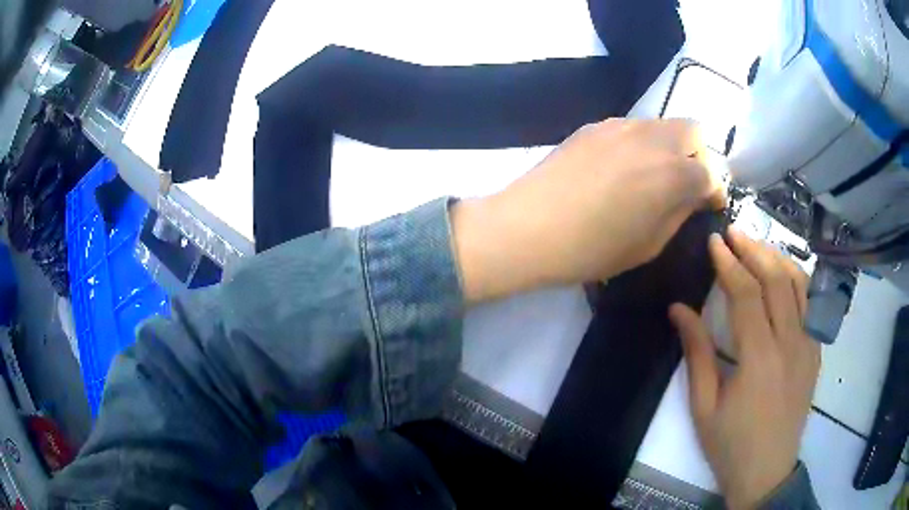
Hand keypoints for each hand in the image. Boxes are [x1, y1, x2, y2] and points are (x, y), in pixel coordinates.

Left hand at [453, 118, 719, 301]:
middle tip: (686, 182)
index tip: (711, 203)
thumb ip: (679, 213)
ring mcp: (621, 127)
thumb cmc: (592, 249)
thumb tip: (694, 195)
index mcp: (673, 174)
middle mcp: (652, 140)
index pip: (711, 172)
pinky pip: (632, 127)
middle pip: (693, 131)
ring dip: (670, 145)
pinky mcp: (594, 126)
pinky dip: (641, 142)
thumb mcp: (648, 244)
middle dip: (699, 155)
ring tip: (654, 174)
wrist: (528, 227)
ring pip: (662, 124)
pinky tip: (623, 167)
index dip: (716, 190)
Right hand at [669, 230, 820, 508]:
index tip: (714, 241)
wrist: (767, 471)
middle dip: (754, 250)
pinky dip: (794, 280)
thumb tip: (678, 309)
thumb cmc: (730, 443)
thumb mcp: (704, 405)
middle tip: (734, 232)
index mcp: (760, 359)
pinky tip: (781, 276)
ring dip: (777, 259)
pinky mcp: (815, 352)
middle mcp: (790, 343)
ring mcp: (808, 346)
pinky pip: (809, 304)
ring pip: (799, 286)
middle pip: (777, 280)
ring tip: (757, 246)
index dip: (729, 264)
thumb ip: (696, 353)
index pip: (746, 295)